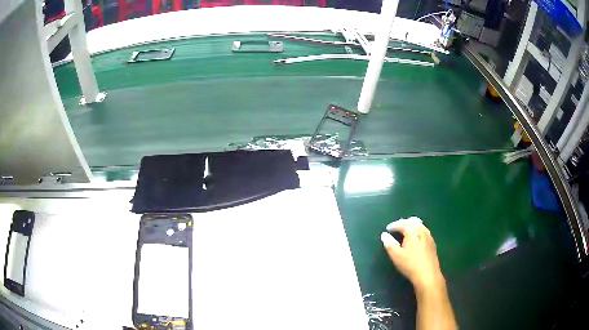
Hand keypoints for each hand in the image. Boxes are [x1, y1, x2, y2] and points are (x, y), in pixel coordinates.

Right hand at [380, 217, 443, 291]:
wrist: (428, 274)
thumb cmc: (410, 264)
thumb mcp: (396, 255)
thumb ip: (389, 244)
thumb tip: (384, 235)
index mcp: (412, 231)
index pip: (402, 224)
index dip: (394, 225)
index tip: (387, 229)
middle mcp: (422, 230)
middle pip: (413, 221)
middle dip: (404, 222)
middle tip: (396, 227)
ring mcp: (429, 236)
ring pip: (420, 225)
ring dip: (411, 225)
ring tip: (405, 231)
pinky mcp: (432, 243)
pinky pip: (424, 231)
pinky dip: (417, 230)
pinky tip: (415, 238)